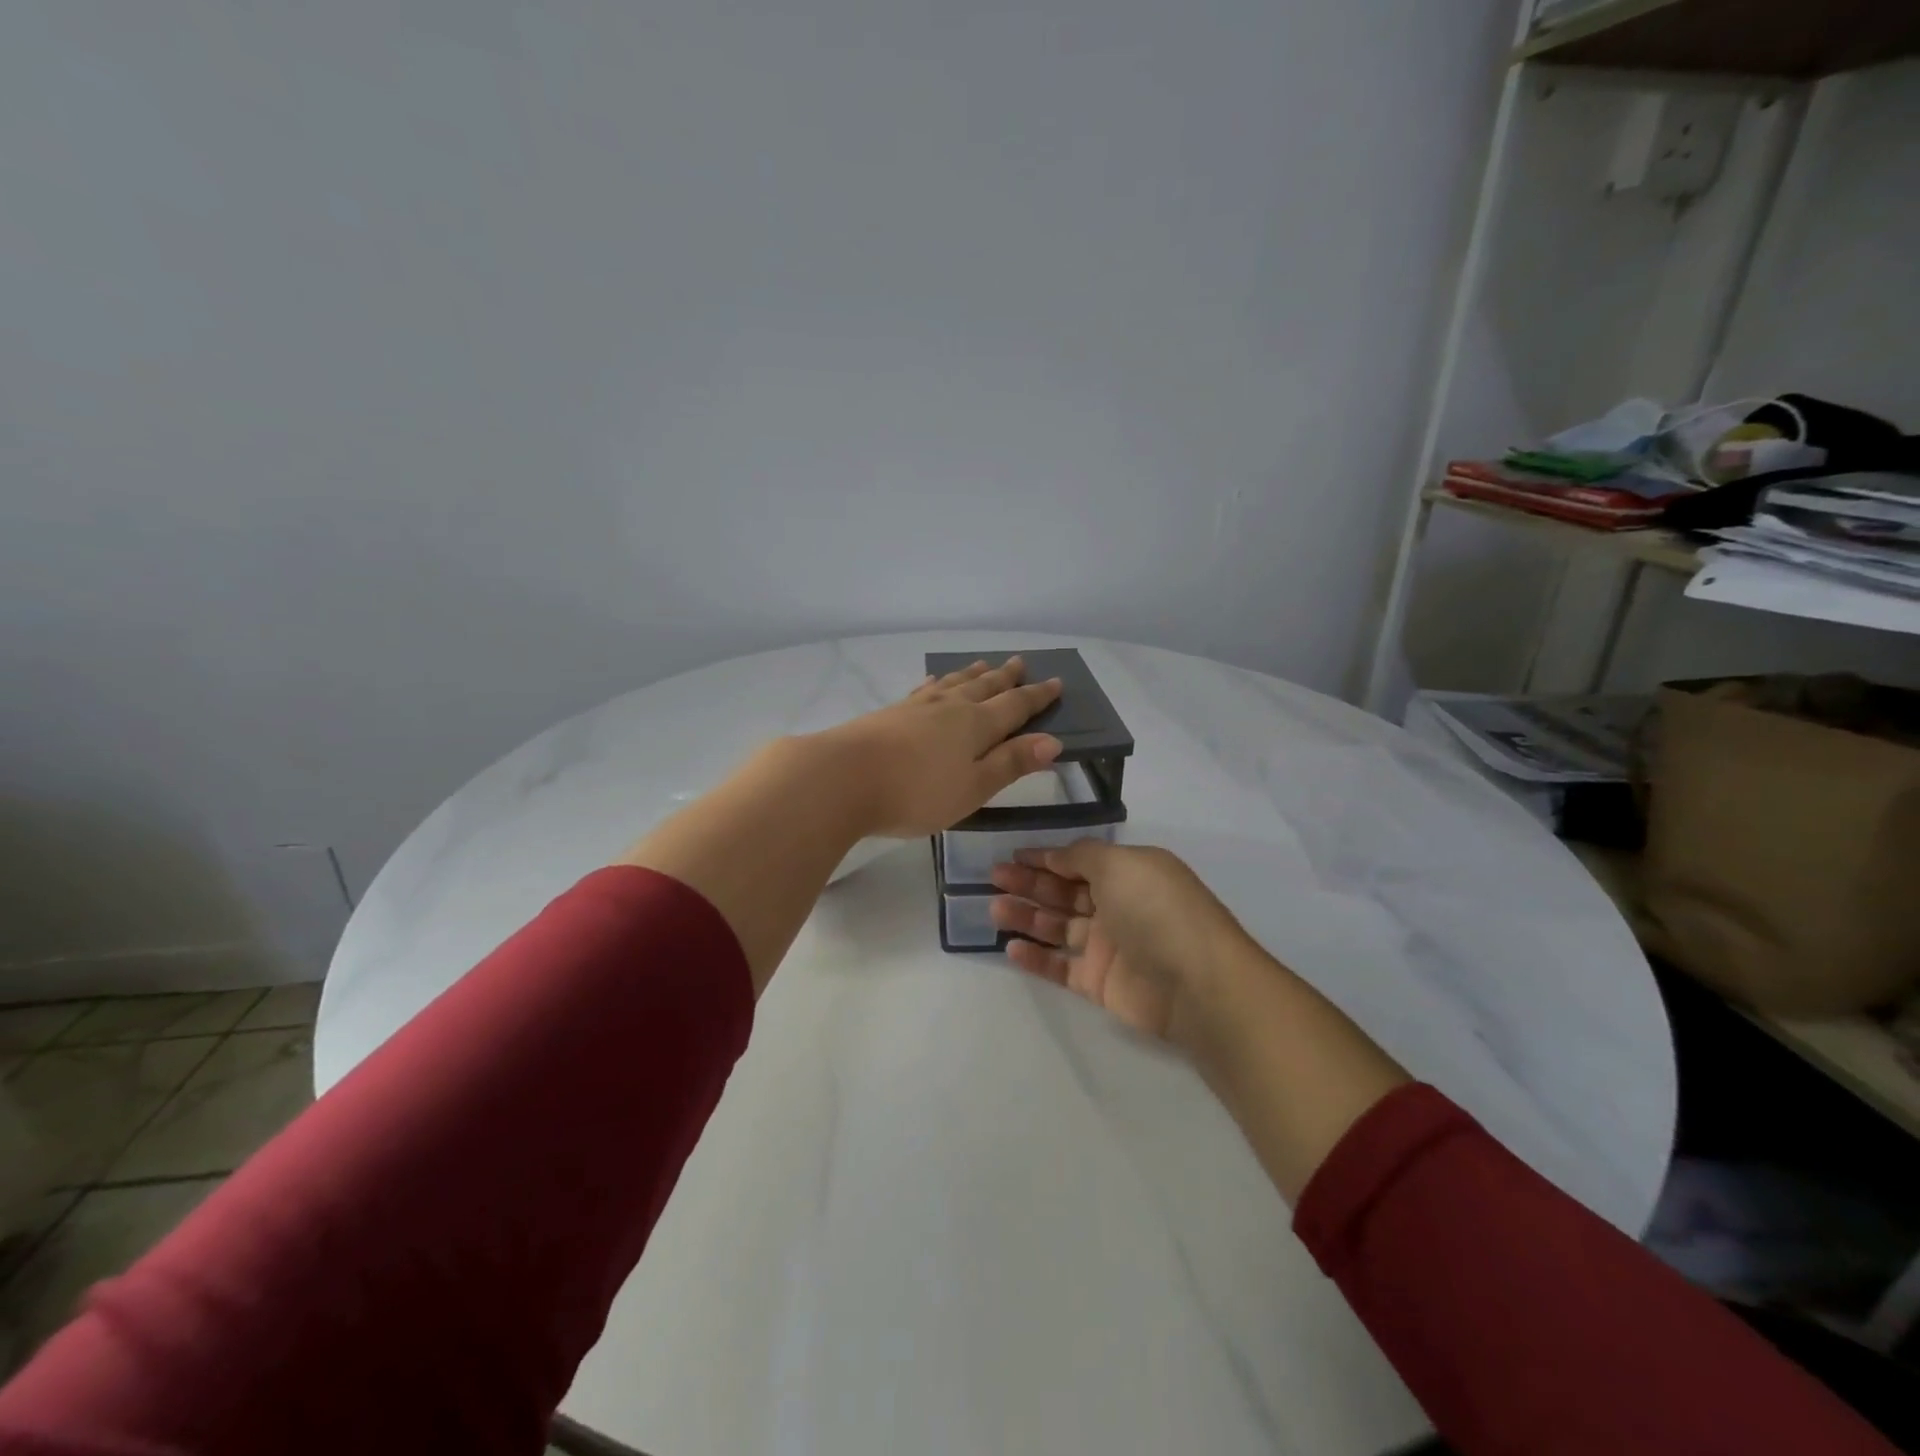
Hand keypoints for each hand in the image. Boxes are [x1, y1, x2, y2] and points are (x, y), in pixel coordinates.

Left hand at [818, 657, 1063, 838]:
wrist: (843, 777)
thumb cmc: (916, 792)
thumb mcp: (973, 787)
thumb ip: (1010, 763)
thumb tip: (1052, 742)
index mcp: (976, 726)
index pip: (1015, 706)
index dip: (1037, 697)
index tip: (1056, 682)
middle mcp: (950, 707)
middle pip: (985, 687)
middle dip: (1006, 677)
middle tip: (1021, 663)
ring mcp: (918, 706)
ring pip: (954, 683)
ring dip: (973, 674)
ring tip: (984, 665)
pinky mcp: (890, 712)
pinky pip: (925, 689)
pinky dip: (938, 682)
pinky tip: (935, 682)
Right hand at [988, 841, 1257, 1048]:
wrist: (1196, 983)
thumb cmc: (1156, 909)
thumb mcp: (1120, 863)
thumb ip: (1082, 855)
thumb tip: (1058, 855)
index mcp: (1128, 873)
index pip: (1079, 861)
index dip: (1046, 857)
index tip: (1013, 855)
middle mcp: (1118, 906)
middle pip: (1064, 892)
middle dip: (1029, 883)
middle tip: (994, 878)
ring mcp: (1108, 946)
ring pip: (1057, 927)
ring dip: (1026, 917)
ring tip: (994, 910)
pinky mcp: (1099, 983)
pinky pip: (1060, 966)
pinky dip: (1036, 958)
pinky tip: (1010, 948)